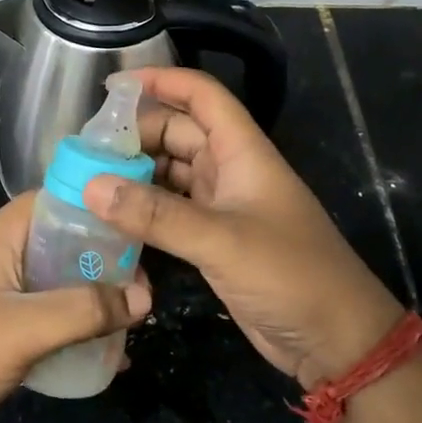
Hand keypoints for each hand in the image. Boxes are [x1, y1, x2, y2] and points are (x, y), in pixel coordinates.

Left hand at [0, 193, 151, 422]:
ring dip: (92, 297)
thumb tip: (145, 298)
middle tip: (142, 285)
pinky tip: (106, 352)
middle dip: (103, 260)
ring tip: (133, 317)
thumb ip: (85, 309)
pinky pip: (46, 318)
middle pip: (60, 243)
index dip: (95, 206)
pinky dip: (75, 327)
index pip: (53, 200)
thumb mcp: (25, 327)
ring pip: (56, 283)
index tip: (136, 227)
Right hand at [84, 67, 404, 390]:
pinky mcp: (213, 239)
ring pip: (169, 173)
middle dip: (135, 135)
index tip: (111, 87)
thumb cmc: (290, 276)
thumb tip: (90, 187)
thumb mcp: (222, 241)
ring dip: (134, 173)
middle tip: (85, 150)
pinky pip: (169, 210)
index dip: (161, 82)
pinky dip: (142, 210)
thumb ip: (156, 215)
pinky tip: (110, 218)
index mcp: (242, 152)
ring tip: (86, 180)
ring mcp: (221, 206)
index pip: (201, 96)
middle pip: (177, 133)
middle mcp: (230, 170)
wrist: (336, 340)